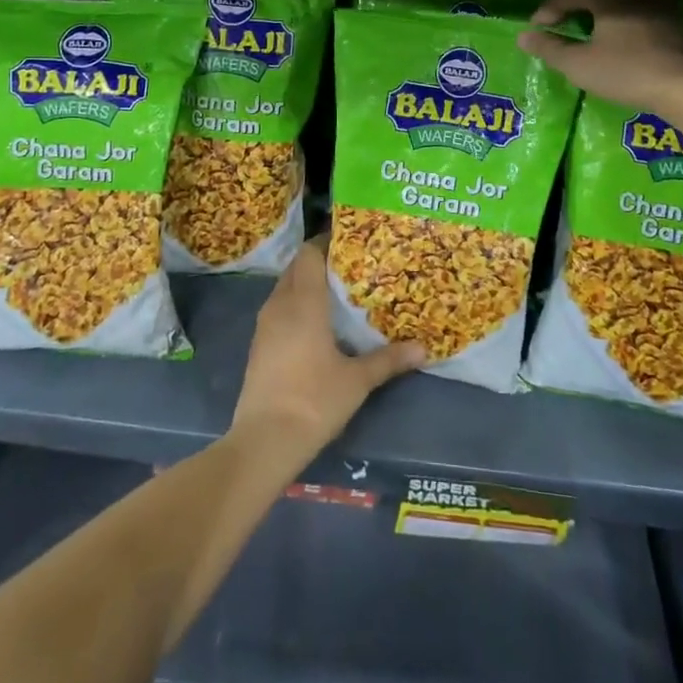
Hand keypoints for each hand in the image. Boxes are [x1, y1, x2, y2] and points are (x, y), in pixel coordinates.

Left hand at [231, 238, 423, 467]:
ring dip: (306, 283)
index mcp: (303, 301)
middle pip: (297, 267)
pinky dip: (295, 304)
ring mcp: (264, 325)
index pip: (310, 253)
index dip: (327, 242)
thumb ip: (389, 360)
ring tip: (336, 292)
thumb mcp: (357, 380)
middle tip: (350, 266)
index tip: (351, 242)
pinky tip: (316, 323)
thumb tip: (424, 348)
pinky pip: (278, 309)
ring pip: (285, 287)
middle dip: (319, 261)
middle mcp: (280, 304)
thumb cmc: (314, 400)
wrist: (265, 440)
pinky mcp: (258, 345)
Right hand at [519, 0, 682, 112]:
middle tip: (559, 20)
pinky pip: (637, 5)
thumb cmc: (626, 72)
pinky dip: (620, 14)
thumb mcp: (578, 64)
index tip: (538, 27)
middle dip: (573, 1)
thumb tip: (523, 36)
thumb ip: (549, 48)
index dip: (549, 8)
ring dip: (598, 6)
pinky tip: (618, 32)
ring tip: (586, 24)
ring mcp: (656, 1)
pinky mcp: (672, 18)